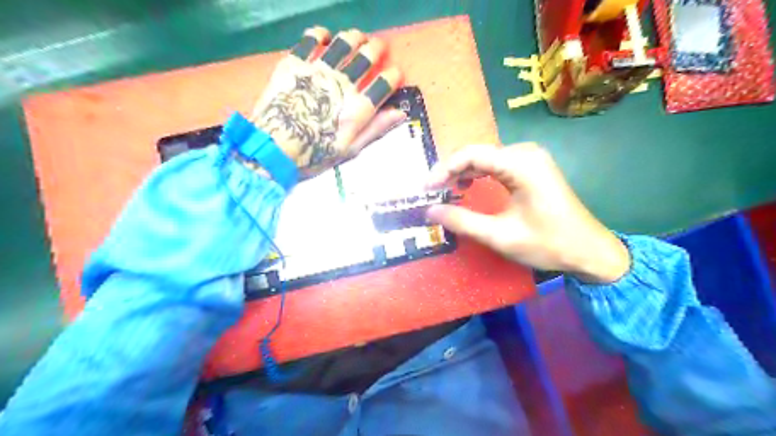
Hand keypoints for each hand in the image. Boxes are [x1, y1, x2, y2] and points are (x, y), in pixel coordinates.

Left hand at [250, 25, 405, 178]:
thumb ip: (375, 129)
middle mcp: (343, 84)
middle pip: (367, 56)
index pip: (385, 83)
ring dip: (355, 37)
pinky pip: (311, 38)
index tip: (395, 74)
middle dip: (378, 49)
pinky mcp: (295, 62)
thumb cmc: (315, 153)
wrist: (273, 147)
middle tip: (379, 47)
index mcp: (358, 108)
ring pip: (344, 43)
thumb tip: (400, 113)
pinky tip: (325, 37)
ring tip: (358, 38)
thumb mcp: (350, 149)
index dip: (394, 75)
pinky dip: (321, 34)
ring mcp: (319, 70)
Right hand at [424, 145, 629, 284]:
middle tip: (431, 192)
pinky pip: (496, 164)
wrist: (589, 250)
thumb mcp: (500, 236)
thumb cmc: (548, 244)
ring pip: (485, 158)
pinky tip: (466, 185)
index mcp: (520, 164)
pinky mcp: (532, 167)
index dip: (443, 169)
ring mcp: (530, 158)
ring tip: (443, 190)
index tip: (425, 189)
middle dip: (450, 171)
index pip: (471, 155)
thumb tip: (430, 211)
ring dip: (462, 172)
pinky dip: (477, 174)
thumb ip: (462, 221)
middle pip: (476, 153)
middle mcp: (525, 152)